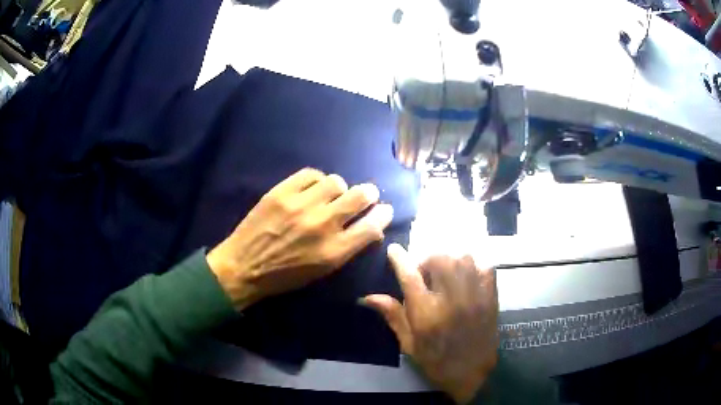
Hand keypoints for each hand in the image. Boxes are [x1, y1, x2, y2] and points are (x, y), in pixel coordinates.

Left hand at [207, 168, 393, 309]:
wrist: (244, 266)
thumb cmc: (285, 276)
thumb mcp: (322, 271)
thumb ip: (349, 248)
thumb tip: (372, 228)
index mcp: (333, 252)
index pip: (371, 226)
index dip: (383, 215)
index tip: (384, 209)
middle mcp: (322, 225)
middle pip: (360, 196)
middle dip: (368, 194)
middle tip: (365, 195)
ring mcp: (301, 205)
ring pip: (336, 181)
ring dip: (339, 188)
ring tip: (331, 194)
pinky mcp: (282, 192)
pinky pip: (311, 174)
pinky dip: (317, 179)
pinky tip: (312, 188)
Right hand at [362, 244, 498, 403]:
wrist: (473, 373)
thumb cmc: (436, 361)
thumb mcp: (409, 343)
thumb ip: (392, 315)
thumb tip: (368, 297)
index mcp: (427, 314)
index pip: (410, 276)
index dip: (400, 259)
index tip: (394, 250)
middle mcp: (452, 300)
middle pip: (440, 259)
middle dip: (428, 259)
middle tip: (425, 273)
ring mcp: (475, 295)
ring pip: (463, 258)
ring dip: (450, 260)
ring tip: (446, 274)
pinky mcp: (491, 296)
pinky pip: (484, 266)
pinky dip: (473, 266)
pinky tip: (466, 278)